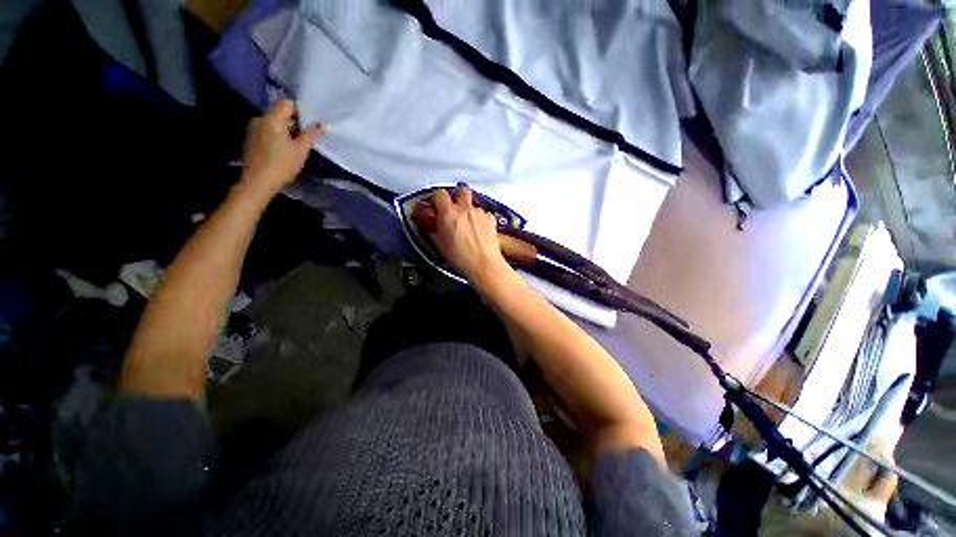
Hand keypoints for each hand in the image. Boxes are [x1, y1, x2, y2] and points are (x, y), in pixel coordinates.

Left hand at [240, 100, 321, 195]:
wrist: (258, 181)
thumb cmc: (282, 164)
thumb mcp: (301, 150)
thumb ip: (310, 134)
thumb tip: (321, 125)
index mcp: (272, 119)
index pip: (287, 104)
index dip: (300, 110)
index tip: (311, 123)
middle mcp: (261, 119)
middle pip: (280, 113)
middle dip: (295, 122)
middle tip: (308, 136)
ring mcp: (254, 128)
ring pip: (275, 123)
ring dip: (287, 130)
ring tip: (298, 144)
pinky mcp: (252, 138)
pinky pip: (268, 130)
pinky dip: (278, 135)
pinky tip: (285, 149)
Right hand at [430, 186, 512, 285]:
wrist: (483, 264)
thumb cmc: (461, 257)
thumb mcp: (440, 243)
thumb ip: (435, 228)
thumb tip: (433, 223)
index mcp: (448, 212)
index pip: (439, 194)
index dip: (437, 199)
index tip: (437, 205)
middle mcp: (465, 209)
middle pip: (461, 190)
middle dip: (457, 196)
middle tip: (454, 208)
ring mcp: (479, 213)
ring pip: (473, 204)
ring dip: (469, 211)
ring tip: (468, 226)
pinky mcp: (490, 219)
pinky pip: (484, 214)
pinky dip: (480, 219)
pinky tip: (478, 231)